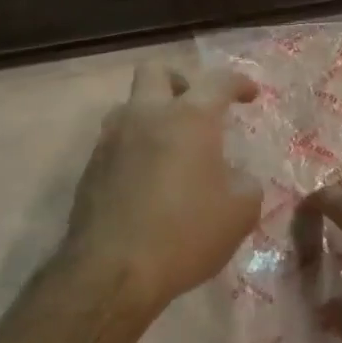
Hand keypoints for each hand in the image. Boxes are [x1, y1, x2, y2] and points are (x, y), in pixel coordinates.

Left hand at [61, 62, 261, 317]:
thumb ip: (245, 183)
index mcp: (188, 118)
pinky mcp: (91, 166)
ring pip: (129, 104)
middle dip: (180, 81)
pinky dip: (135, 147)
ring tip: (170, 146)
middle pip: (156, 71)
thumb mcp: (239, 213)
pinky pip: (116, 141)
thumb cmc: (185, 234)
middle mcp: (146, 115)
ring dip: (151, 114)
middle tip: (196, 107)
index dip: (238, 83)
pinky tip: (147, 179)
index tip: (250, 95)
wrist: (112, 271)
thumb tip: (235, 176)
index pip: (218, 82)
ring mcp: (112, 139)